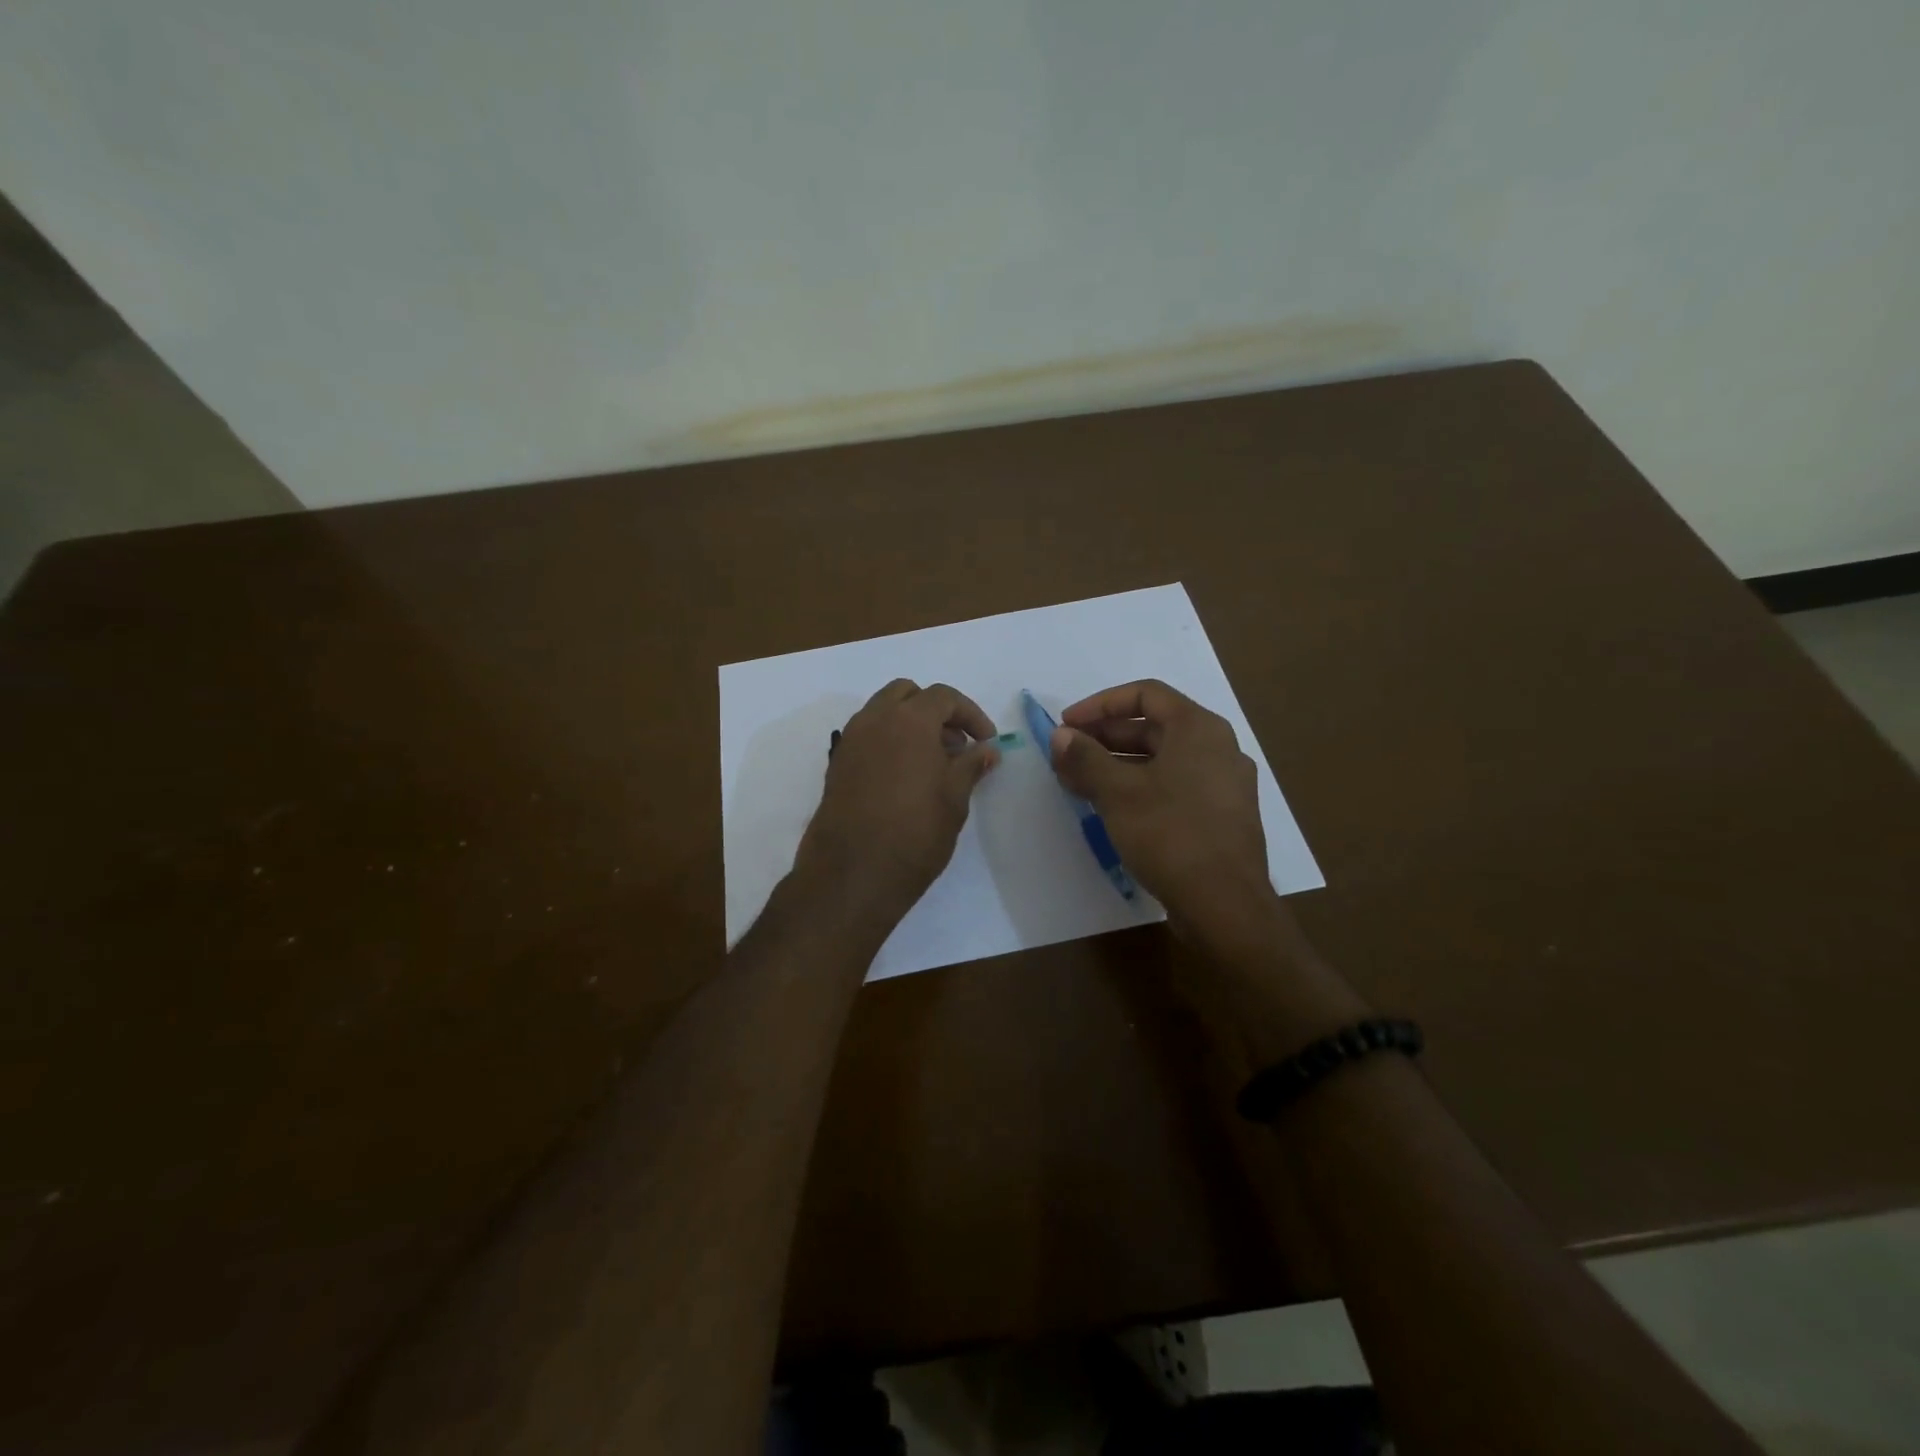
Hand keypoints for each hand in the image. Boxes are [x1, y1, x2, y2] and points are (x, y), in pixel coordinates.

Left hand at [797, 679, 1000, 923]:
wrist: (852, 874)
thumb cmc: (914, 833)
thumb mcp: (954, 799)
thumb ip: (971, 765)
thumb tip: (986, 749)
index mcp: (908, 720)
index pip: (943, 697)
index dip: (970, 714)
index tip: (986, 741)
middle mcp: (874, 720)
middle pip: (907, 694)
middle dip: (935, 711)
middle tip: (956, 744)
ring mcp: (851, 741)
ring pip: (883, 712)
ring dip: (910, 724)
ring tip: (933, 762)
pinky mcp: (837, 765)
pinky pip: (867, 735)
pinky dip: (889, 741)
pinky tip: (905, 776)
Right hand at [1049, 679, 1278, 936]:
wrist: (1225, 905)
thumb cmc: (1170, 834)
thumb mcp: (1117, 792)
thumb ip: (1085, 758)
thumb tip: (1060, 736)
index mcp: (1199, 728)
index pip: (1145, 694)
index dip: (1100, 704)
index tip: (1066, 725)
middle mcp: (1218, 747)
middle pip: (1154, 726)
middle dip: (1105, 737)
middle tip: (1067, 755)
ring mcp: (1224, 784)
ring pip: (1163, 759)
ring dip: (1119, 764)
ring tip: (1080, 783)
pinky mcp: (1222, 816)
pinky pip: (1175, 786)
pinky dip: (1141, 787)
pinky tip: (1113, 808)